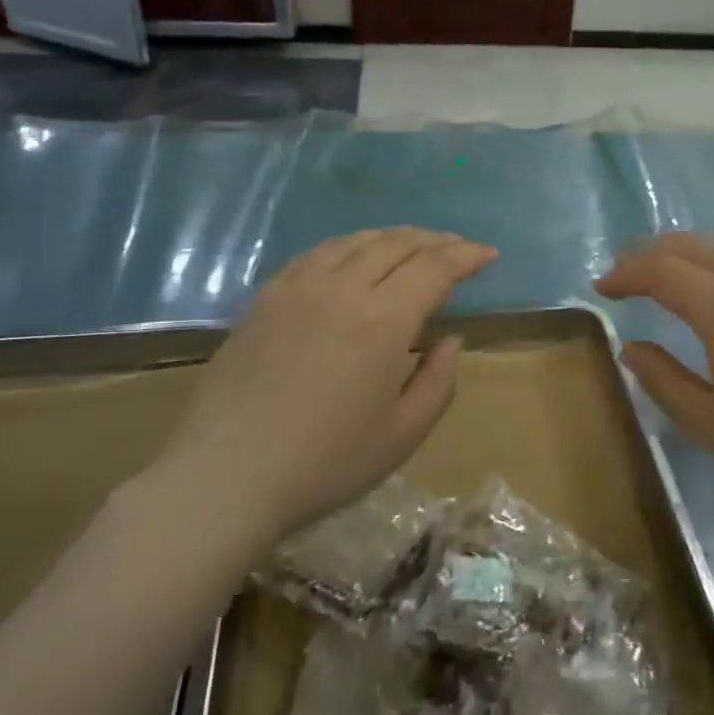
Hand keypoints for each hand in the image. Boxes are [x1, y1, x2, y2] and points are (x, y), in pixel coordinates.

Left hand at [150, 228, 497, 551]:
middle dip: (434, 240)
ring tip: (412, 245)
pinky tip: (353, 258)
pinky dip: (349, 246)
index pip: (435, 267)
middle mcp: (343, 289)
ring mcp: (298, 288)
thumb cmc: (325, 464)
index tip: (488, 254)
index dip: (466, 255)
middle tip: (456, 248)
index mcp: (383, 321)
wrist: (226, 477)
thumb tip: (449, 338)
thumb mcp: (403, 434)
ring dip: (393, 237)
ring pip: (356, 242)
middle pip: (397, 244)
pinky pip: (316, 254)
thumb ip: (439, 381)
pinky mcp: (266, 297)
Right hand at [596, 234, 713, 501]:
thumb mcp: (708, 421)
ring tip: (671, 272)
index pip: (662, 270)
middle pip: (693, 245)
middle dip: (652, 252)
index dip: (626, 272)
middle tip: (627, 273)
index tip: (602, 287)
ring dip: (690, 250)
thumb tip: (632, 348)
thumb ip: (661, 380)